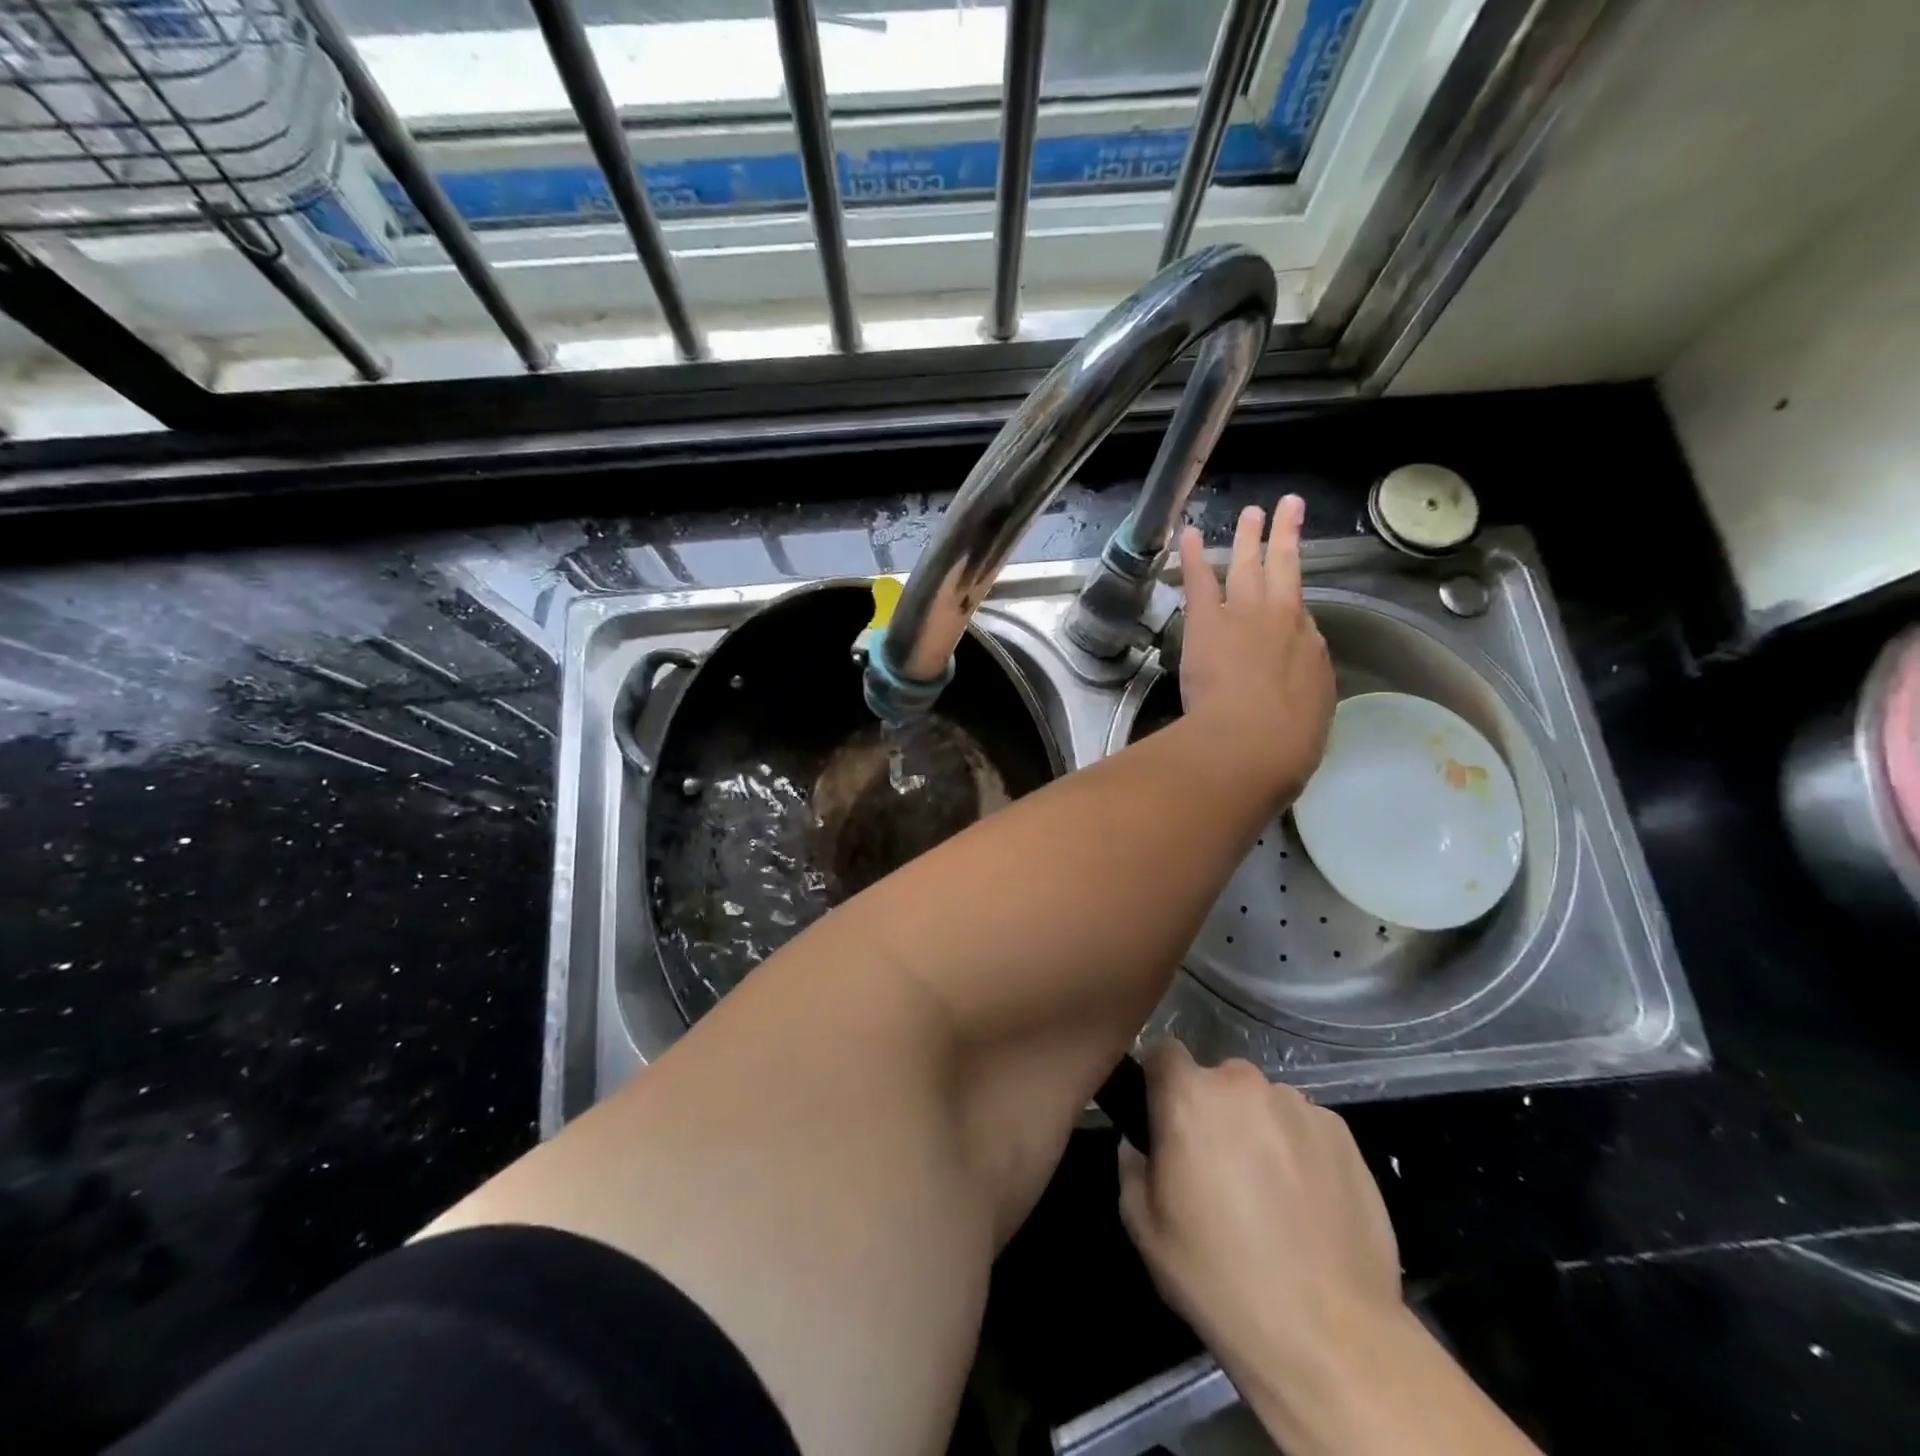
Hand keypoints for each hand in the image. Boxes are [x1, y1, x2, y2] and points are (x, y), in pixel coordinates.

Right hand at [1117, 1041, 1402, 1380]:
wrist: (1329, 1337)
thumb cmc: (1218, 1276)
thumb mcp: (1143, 1226)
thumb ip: (1131, 1166)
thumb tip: (1140, 1145)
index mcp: (1188, 1095)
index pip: (1163, 1052)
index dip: (1160, 1082)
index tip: (1164, 1120)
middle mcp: (1243, 1083)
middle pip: (1217, 1081)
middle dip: (1213, 1112)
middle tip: (1217, 1169)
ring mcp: (1299, 1105)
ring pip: (1263, 1104)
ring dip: (1258, 1130)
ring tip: (1270, 1193)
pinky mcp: (1344, 1134)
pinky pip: (1305, 1127)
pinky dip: (1300, 1150)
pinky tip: (1307, 1205)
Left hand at [1177, 496, 1333, 803]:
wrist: (1251, 741)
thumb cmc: (1286, 743)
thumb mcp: (1311, 714)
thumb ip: (1301, 687)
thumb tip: (1292, 679)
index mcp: (1310, 647)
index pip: (1301, 617)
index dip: (1293, 603)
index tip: (1288, 594)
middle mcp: (1282, 619)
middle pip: (1285, 569)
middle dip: (1286, 536)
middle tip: (1288, 508)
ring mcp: (1244, 613)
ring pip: (1247, 563)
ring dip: (1248, 536)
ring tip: (1251, 512)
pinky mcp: (1207, 620)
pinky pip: (1198, 579)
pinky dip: (1192, 555)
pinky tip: (1187, 534)